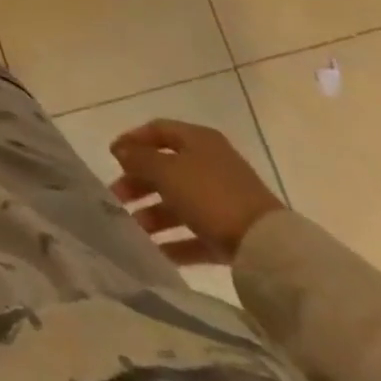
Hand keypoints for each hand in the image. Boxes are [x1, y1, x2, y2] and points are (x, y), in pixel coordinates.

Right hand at [109, 119, 285, 264]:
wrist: (268, 248)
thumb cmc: (210, 195)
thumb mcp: (166, 171)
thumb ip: (139, 159)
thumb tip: (121, 151)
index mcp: (198, 140)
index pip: (157, 130)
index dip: (132, 140)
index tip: (111, 156)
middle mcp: (211, 164)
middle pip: (165, 168)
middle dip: (138, 182)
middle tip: (116, 197)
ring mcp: (223, 200)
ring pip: (179, 202)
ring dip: (153, 213)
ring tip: (133, 228)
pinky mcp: (232, 232)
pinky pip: (195, 232)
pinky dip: (175, 240)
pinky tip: (155, 251)